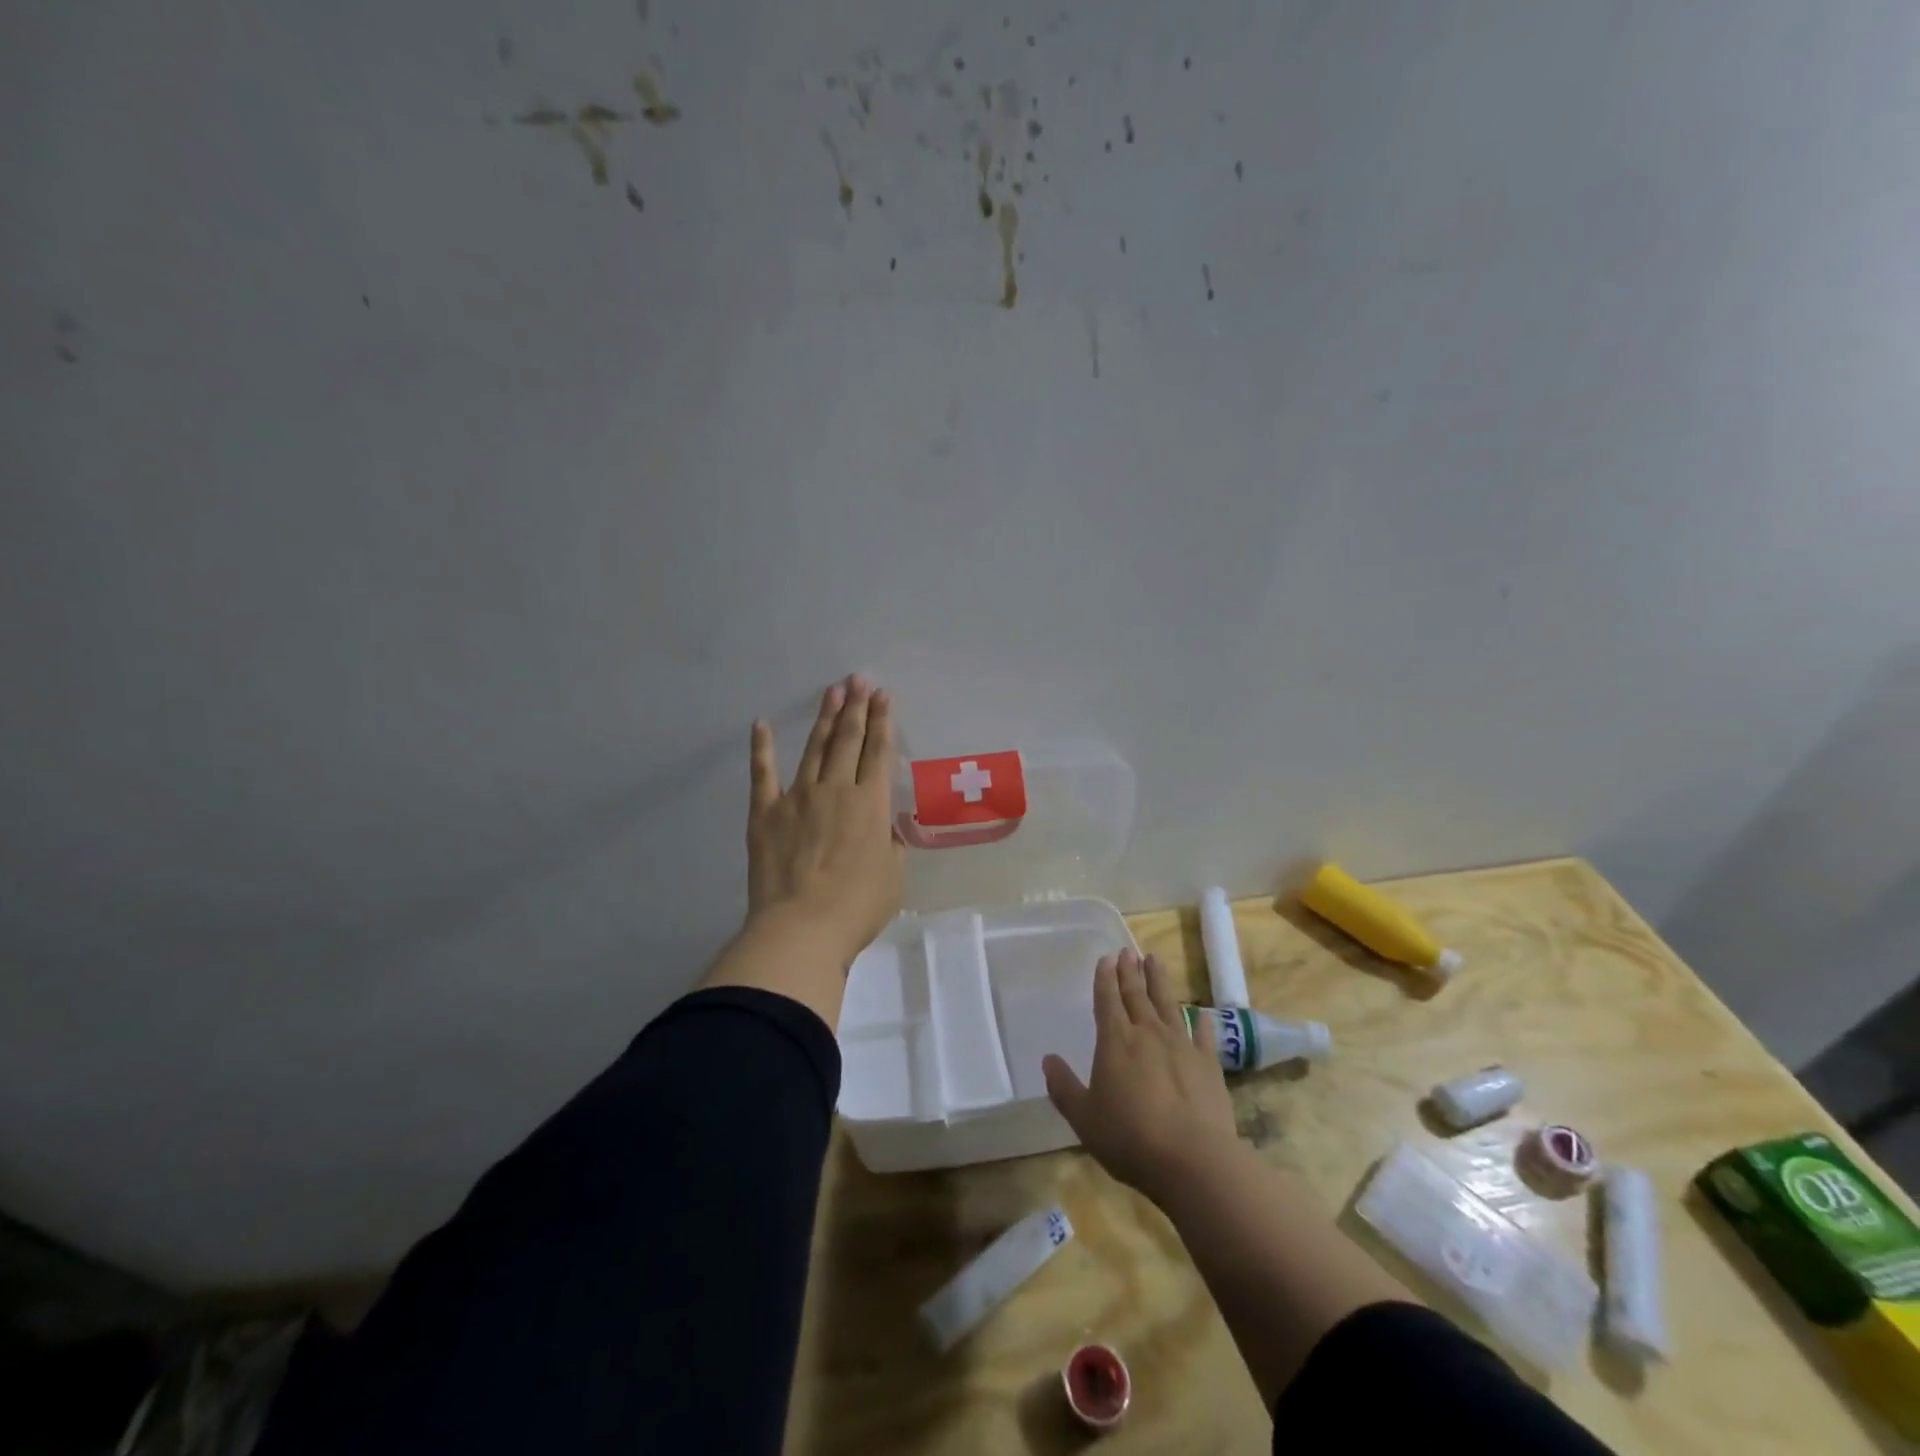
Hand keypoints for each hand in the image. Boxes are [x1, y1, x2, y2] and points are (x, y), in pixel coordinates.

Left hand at [745, 674, 903, 967]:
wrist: (801, 928)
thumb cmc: (857, 907)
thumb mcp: (893, 876)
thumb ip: (891, 845)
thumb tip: (884, 828)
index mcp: (871, 804)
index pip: (878, 751)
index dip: (882, 721)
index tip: (883, 695)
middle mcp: (836, 789)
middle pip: (847, 739)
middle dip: (855, 707)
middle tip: (858, 679)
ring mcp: (797, 797)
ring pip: (814, 748)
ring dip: (824, 718)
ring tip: (831, 691)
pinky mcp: (765, 813)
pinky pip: (763, 773)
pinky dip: (761, 747)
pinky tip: (761, 724)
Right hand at [1043, 949, 1241, 1206]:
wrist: (1192, 1160)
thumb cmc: (1129, 1138)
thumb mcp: (1084, 1118)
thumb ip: (1064, 1087)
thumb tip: (1048, 1060)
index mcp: (1115, 1041)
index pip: (1107, 1000)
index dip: (1105, 978)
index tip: (1106, 958)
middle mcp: (1147, 1033)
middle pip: (1136, 995)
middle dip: (1130, 972)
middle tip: (1127, 952)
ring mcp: (1181, 1046)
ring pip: (1168, 1004)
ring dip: (1160, 981)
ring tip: (1154, 960)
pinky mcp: (1208, 1064)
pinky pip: (1203, 1035)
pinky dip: (1200, 1021)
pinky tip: (1200, 1013)